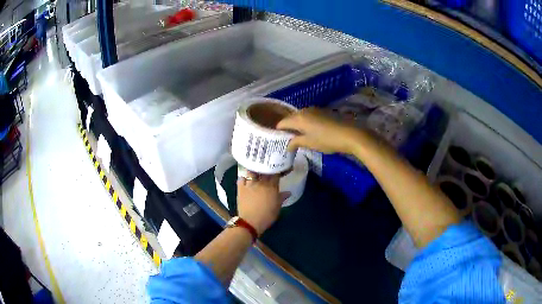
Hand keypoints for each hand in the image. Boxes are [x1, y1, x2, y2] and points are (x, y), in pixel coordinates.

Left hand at [237, 172, 289, 234]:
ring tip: (256, 171)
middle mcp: (261, 183)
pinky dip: (243, 177)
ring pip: (252, 172)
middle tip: (269, 169)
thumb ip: (282, 198)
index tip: (280, 169)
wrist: (250, 222)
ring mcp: (250, 185)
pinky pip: (241, 179)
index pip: (276, 174)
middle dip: (267, 169)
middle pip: (264, 171)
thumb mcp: (277, 208)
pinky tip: (245, 179)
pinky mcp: (241, 188)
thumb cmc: (267, 216)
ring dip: (255, 171)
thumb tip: (288, 192)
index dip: (278, 170)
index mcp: (271, 187)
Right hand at [277, 107, 361, 153]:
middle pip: (291, 118)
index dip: (278, 131)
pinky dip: (306, 123)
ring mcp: (315, 110)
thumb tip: (287, 145)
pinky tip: (311, 131)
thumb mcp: (309, 143)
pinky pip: (309, 116)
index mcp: (298, 118)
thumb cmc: (327, 140)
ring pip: (301, 117)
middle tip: (287, 140)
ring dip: (298, 125)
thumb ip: (296, 142)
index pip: (282, 123)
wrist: (350, 134)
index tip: (278, 140)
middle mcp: (304, 110)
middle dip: (288, 128)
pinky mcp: (323, 111)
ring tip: (299, 136)